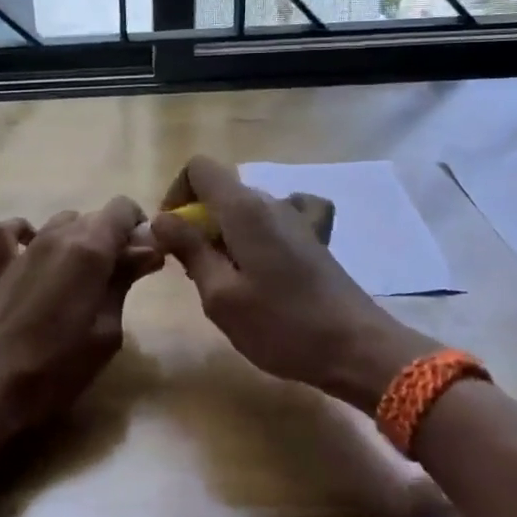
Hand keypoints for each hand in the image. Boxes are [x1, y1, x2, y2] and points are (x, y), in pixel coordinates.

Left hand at [0, 196, 161, 435]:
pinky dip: (26, 232)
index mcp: (90, 248)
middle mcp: (58, 236)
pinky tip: (36, 251)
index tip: (146, 258)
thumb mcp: (108, 329)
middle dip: (115, 238)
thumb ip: (125, 281)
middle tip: (123, 278)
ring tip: (87, 276)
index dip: (139, 227)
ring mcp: (26, 249)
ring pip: (63, 221)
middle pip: (95, 217)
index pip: (123, 208)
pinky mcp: (2, 266)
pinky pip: (12, 231)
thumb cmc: (60, 365)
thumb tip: (149, 250)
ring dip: (81, 238)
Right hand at [150, 156, 437, 412]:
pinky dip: (259, 234)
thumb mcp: (221, 296)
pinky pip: (275, 220)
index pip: (198, 168)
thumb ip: (189, 250)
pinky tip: (264, 261)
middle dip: (197, 222)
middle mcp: (270, 202)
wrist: (356, 348)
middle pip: (220, 191)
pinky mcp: (313, 238)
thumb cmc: (282, 326)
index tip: (172, 235)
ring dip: (224, 236)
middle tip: (196, 273)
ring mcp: (297, 218)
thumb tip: (160, 218)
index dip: (176, 194)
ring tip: (228, 283)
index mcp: (244, 209)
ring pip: (244, 210)